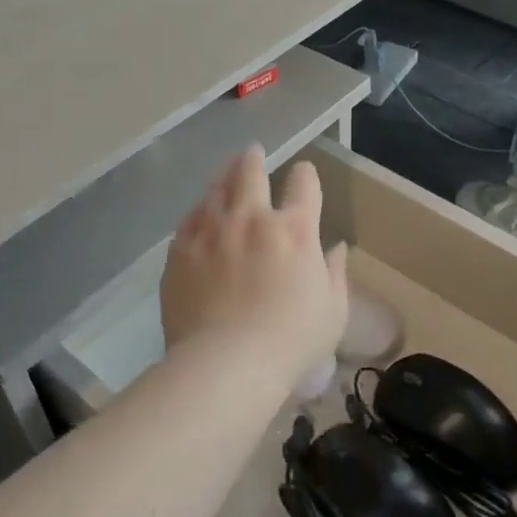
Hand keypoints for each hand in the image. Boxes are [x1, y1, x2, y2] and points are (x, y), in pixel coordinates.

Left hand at [161, 147, 348, 389]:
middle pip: (251, 173)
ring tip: (225, 172)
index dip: (305, 175)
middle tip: (253, 152)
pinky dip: (198, 211)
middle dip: (254, 159)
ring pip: (216, 190)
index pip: (304, 183)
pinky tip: (199, 213)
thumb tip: (335, 249)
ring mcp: (211, 232)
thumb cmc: (290, 341)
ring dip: (224, 177)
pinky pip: (189, 220)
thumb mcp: (332, 311)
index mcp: (294, 229)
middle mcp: (251, 219)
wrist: (226, 364)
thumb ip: (334, 273)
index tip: (303, 176)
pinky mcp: (180, 251)